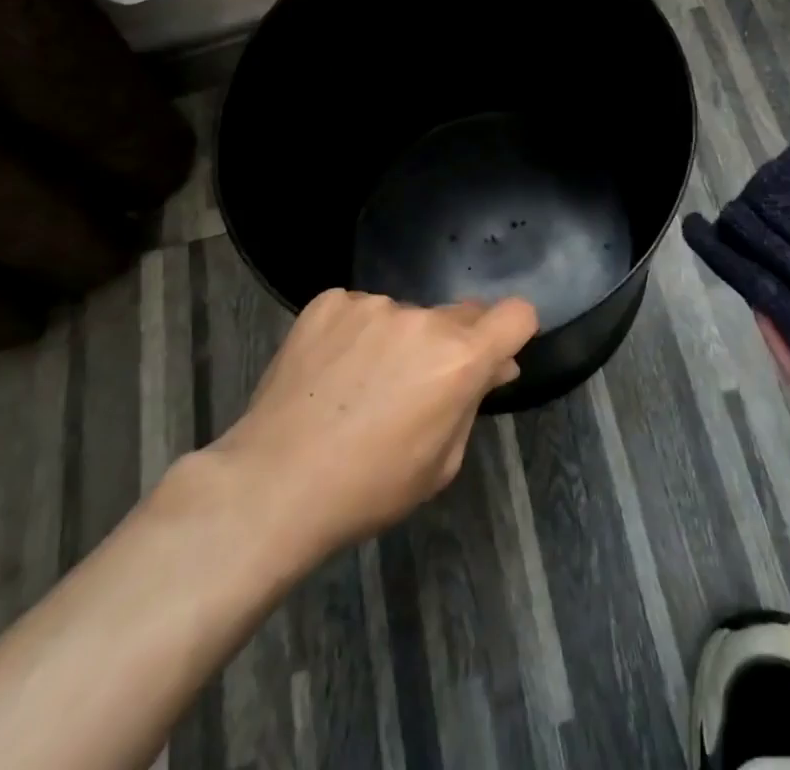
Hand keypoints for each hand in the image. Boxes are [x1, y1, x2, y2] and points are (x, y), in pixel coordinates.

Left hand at [203, 289, 537, 569]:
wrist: (272, 484)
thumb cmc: (368, 487)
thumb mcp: (441, 462)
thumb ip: (473, 403)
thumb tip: (495, 366)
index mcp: (460, 358)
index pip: (517, 314)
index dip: (513, 333)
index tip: (495, 355)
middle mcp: (423, 319)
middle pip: (460, 314)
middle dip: (453, 343)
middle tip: (419, 385)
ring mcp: (373, 304)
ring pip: (406, 315)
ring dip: (400, 339)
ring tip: (360, 385)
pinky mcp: (330, 302)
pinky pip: (360, 310)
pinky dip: (356, 333)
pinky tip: (331, 370)